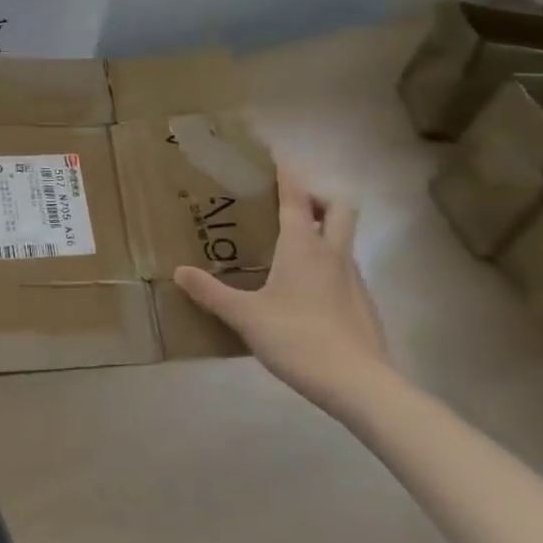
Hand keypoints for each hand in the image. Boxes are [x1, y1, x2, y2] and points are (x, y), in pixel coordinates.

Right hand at [174, 165, 392, 409]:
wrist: (360, 385)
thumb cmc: (298, 338)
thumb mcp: (245, 316)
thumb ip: (211, 292)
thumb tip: (179, 271)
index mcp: (303, 246)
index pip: (297, 197)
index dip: (287, 174)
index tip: (277, 157)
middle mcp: (332, 254)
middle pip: (339, 208)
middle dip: (319, 197)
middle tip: (292, 204)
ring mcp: (354, 280)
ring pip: (344, 240)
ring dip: (325, 232)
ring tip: (291, 248)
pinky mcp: (363, 306)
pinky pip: (345, 271)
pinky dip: (328, 266)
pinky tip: (306, 292)